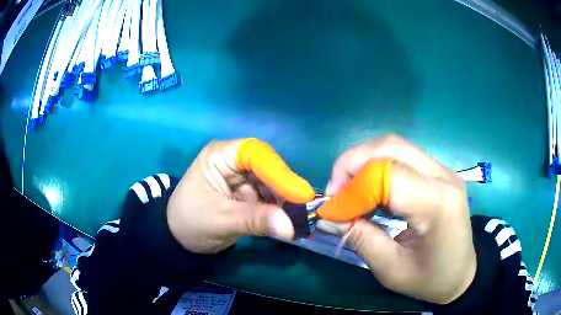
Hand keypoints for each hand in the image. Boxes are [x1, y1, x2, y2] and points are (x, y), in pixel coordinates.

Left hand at [167, 138, 314, 253]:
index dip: (279, 173)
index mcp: (220, 156)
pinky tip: (290, 221)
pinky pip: (269, 198)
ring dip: (286, 202)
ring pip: (272, 184)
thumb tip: (291, 227)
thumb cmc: (190, 221)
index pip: (255, 154)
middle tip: (305, 210)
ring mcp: (242, 177)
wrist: (179, 237)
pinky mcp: (248, 193)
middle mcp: (234, 161)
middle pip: (268, 168)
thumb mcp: (221, 220)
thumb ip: (255, 220)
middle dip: (285, 189)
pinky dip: (280, 210)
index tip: (300, 195)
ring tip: (301, 219)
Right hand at [316, 135, 475, 304]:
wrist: (462, 273)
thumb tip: (327, 218)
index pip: (389, 175)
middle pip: (391, 147)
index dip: (353, 188)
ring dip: (364, 162)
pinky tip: (372, 190)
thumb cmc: (430, 278)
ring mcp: (442, 170)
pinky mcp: (438, 172)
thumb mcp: (391, 269)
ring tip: (350, 190)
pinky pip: (402, 156)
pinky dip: (378, 166)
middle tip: (335, 190)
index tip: (332, 209)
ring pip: (395, 146)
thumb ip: (360, 239)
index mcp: (438, 204)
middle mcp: (443, 176)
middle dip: (353, 162)